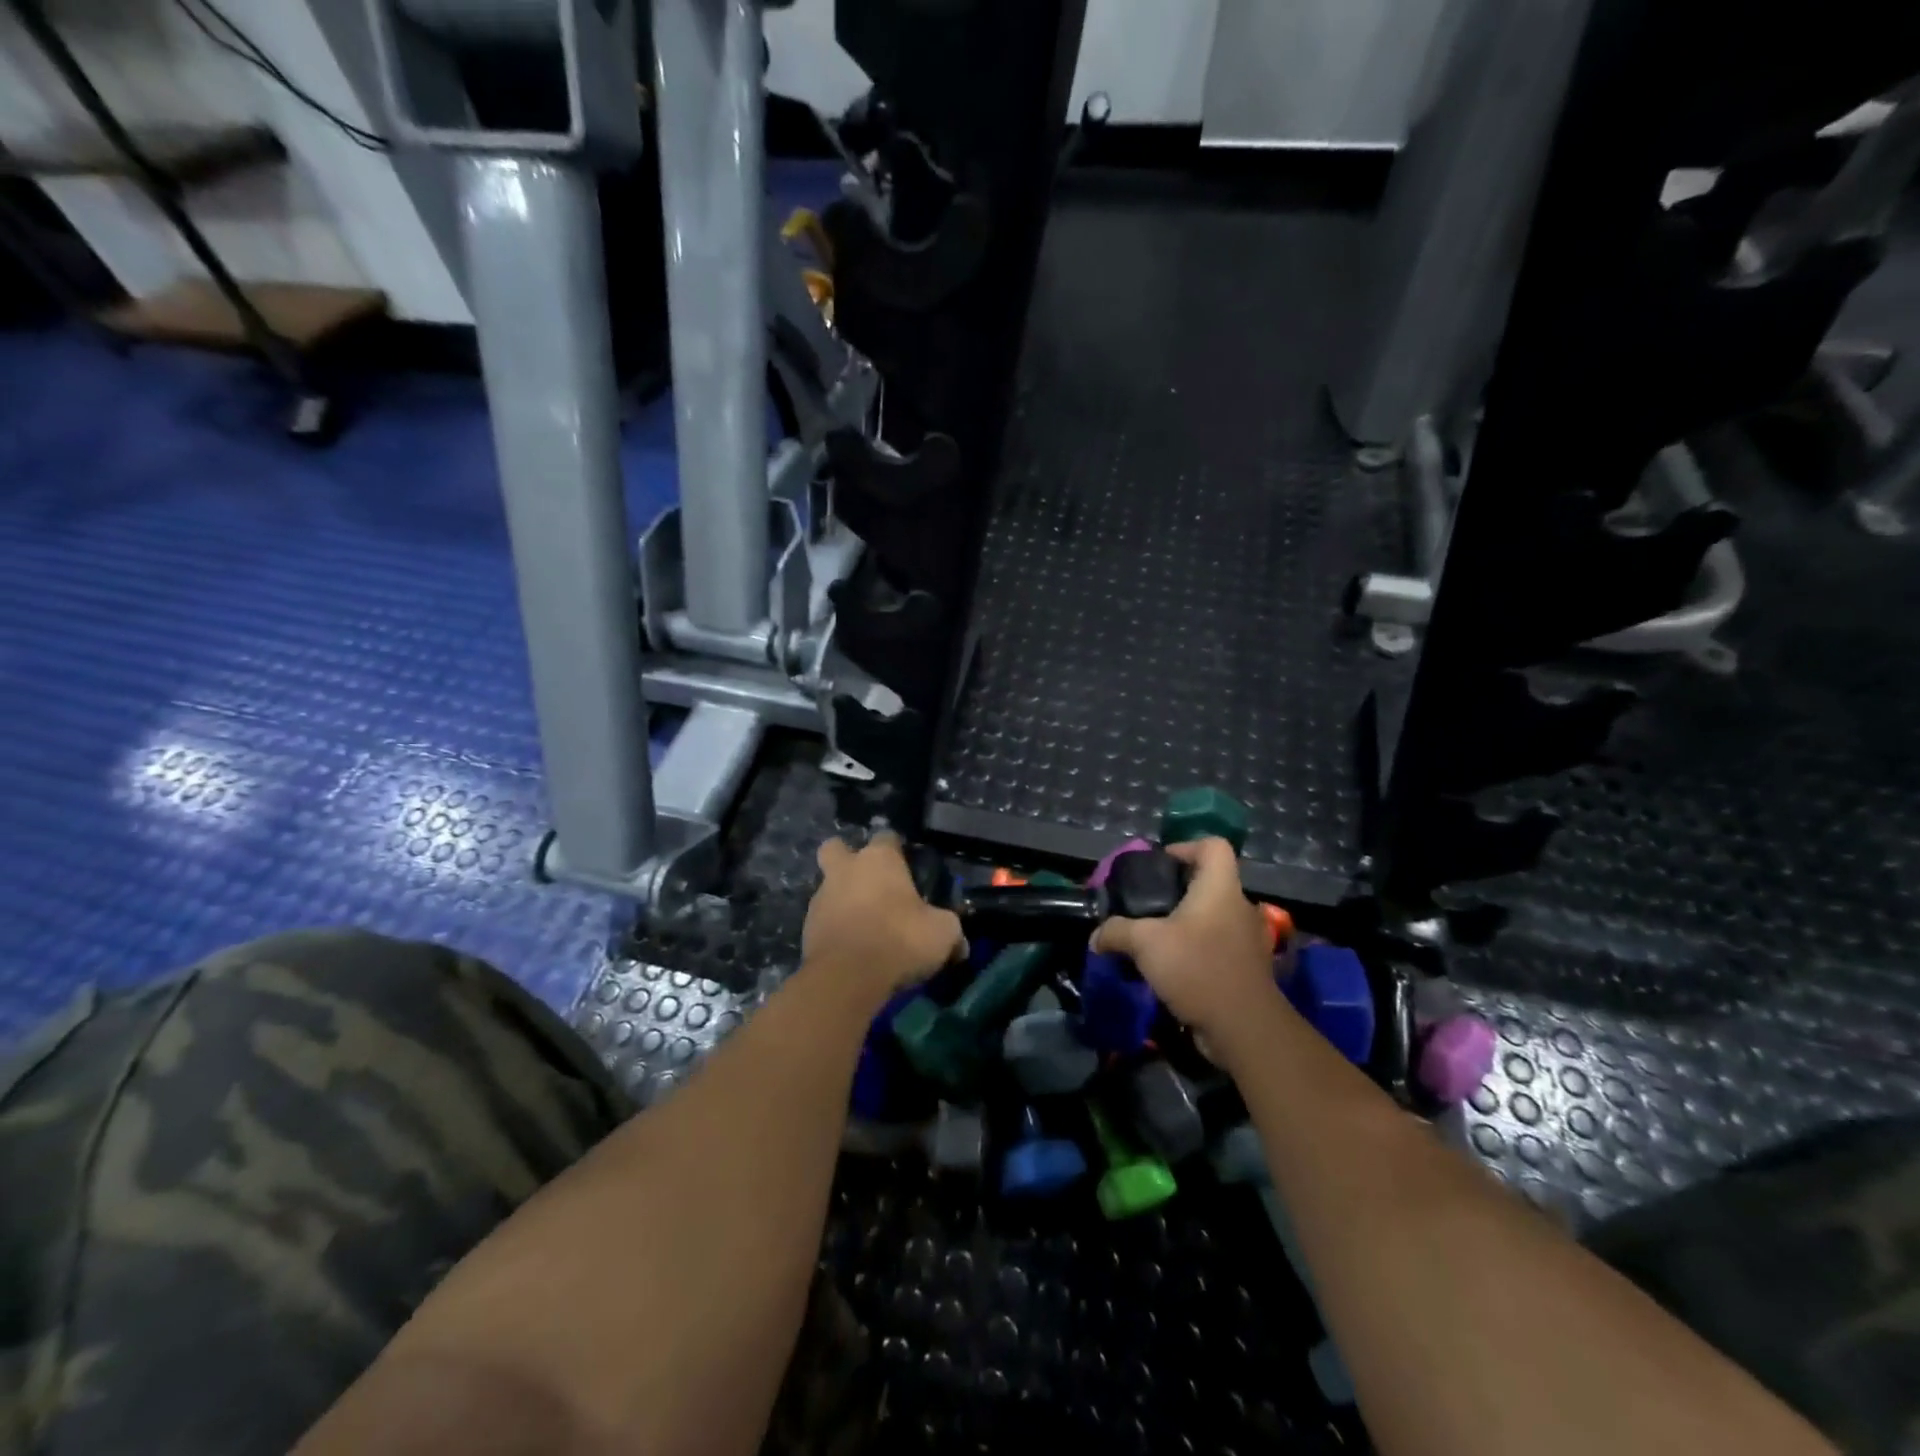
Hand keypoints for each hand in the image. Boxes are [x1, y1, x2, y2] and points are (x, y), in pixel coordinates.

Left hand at [803, 832, 965, 997]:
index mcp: (880, 859)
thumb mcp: (943, 934)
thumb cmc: (900, 940)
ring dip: (842, 897)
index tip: (907, 867)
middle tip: (869, 882)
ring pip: (828, 885)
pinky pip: (823, 918)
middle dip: (848, 858)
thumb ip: (951, 930)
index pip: (887, 837)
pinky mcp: (806, 927)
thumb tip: (961, 944)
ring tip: (864, 924)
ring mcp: (821, 897)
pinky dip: (835, 927)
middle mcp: (846, 869)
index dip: (897, 849)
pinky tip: (852, 946)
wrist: (846, 978)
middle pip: (837, 848)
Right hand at [1091, 838, 1282, 1048]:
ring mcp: (1247, 940)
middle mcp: (1239, 907)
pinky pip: (1218, 947)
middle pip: (1209, 883)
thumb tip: (1095, 937)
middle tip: (1147, 907)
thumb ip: (1117, 932)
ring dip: (1187, 925)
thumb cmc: (1197, 967)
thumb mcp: (1145, 943)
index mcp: (1220, 888)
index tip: (1159, 866)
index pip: (1213, 846)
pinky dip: (1197, 952)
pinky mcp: (1247, 969)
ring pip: (1213, 918)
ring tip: (1156, 941)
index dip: (1186, 847)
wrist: (1244, 1027)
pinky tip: (1173, 970)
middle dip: (1178, 892)